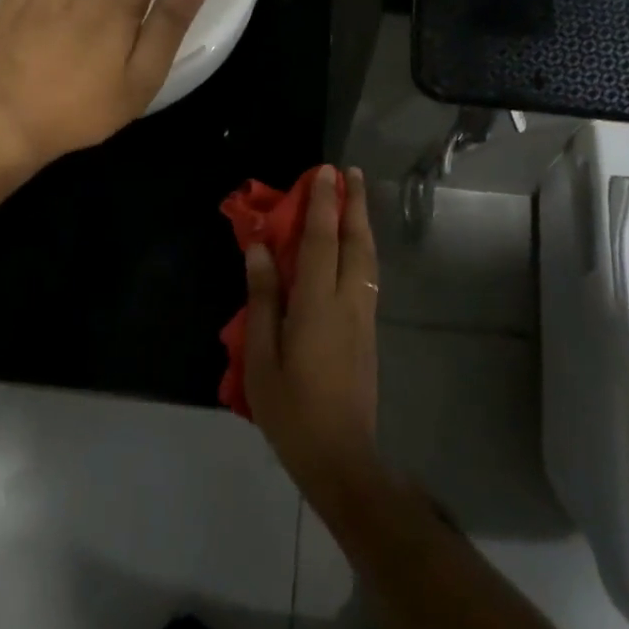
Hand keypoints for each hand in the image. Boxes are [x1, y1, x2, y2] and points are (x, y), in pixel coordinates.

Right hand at [245, 166, 382, 507]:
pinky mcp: (369, 332)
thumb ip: (264, 298)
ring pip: (368, 259)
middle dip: (355, 204)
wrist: (341, 455)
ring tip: (356, 200)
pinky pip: (369, 277)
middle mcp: (348, 302)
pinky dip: (363, 250)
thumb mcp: (262, 356)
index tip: (324, 172)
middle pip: (356, 242)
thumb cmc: (291, 409)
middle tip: (351, 174)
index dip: (323, 204)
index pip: (322, 241)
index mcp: (318, 304)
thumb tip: (260, 249)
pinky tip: (356, 249)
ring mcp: (364, 317)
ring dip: (363, 224)